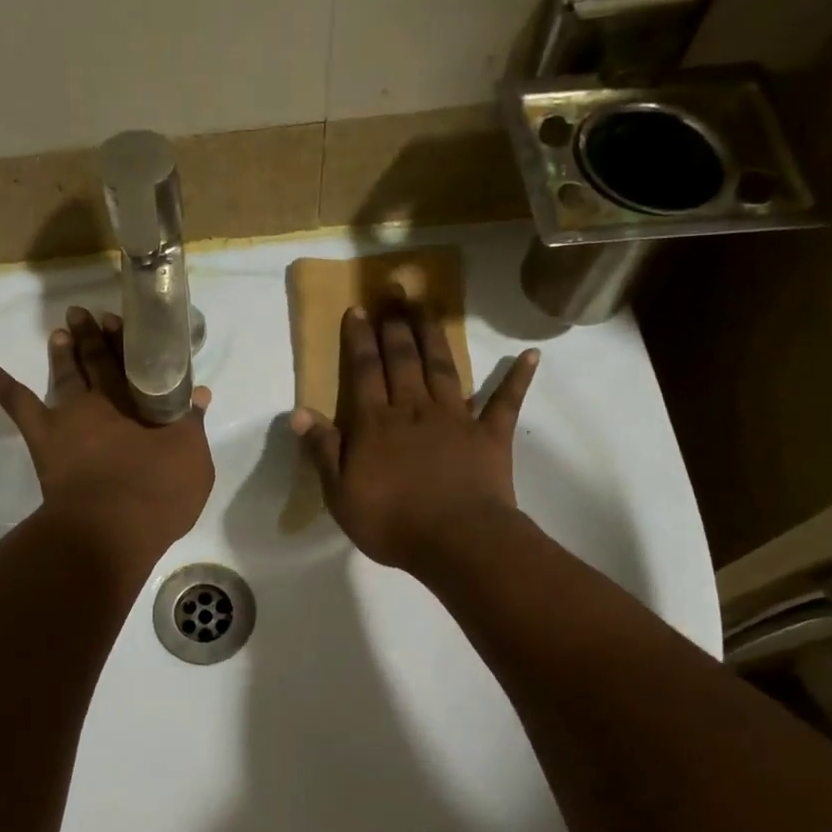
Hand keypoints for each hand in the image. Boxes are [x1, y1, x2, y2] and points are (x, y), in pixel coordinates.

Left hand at [0, 306, 213, 560]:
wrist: (111, 527)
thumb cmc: (158, 496)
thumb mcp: (193, 461)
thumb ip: (193, 425)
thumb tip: (199, 394)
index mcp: (145, 404)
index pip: (139, 365)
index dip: (132, 343)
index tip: (127, 323)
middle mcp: (107, 400)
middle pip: (102, 362)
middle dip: (97, 338)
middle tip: (89, 315)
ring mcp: (71, 415)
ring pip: (66, 373)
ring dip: (64, 351)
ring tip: (61, 331)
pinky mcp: (43, 435)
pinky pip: (17, 403)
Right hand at [293, 297, 537, 573]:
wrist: (456, 542)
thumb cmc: (391, 522)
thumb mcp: (341, 494)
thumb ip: (323, 450)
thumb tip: (300, 412)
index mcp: (376, 423)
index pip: (365, 371)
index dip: (360, 339)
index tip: (358, 309)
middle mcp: (414, 409)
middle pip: (403, 359)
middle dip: (396, 323)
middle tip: (395, 290)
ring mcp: (456, 418)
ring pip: (444, 367)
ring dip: (435, 335)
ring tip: (428, 305)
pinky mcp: (490, 435)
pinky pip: (505, 401)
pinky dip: (518, 378)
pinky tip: (531, 355)